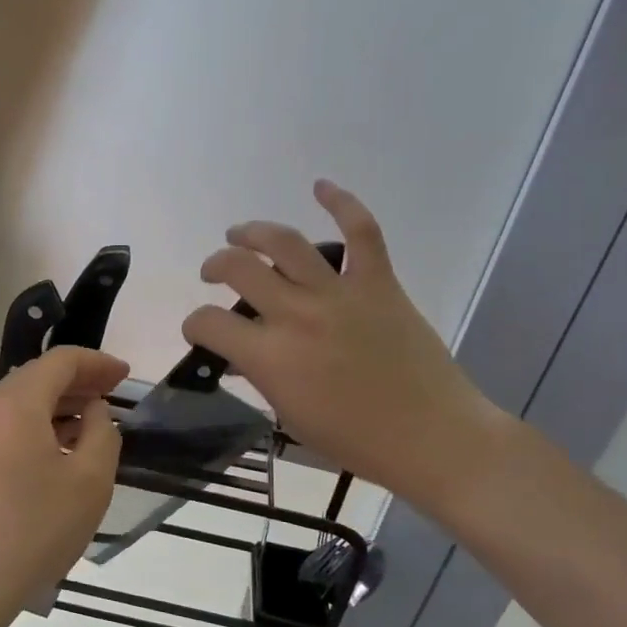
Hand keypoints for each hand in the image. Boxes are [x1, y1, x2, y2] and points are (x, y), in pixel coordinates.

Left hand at [0, 345, 129, 625]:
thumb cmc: (34, 529)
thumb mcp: (90, 481)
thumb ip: (103, 433)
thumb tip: (95, 411)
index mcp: (16, 403)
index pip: (61, 361)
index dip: (97, 362)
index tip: (126, 375)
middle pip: (37, 377)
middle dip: (78, 380)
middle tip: (114, 393)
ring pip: (21, 402)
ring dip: (59, 404)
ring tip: (94, 421)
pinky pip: (7, 425)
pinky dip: (38, 425)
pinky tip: (61, 449)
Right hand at [184, 180, 509, 512]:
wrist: (432, 437)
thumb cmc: (356, 440)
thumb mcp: (291, 416)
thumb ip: (261, 378)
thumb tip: (243, 355)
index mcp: (270, 356)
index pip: (209, 323)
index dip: (194, 324)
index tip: (201, 330)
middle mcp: (296, 314)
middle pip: (238, 268)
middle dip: (216, 265)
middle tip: (214, 272)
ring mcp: (338, 293)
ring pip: (284, 242)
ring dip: (253, 232)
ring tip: (241, 234)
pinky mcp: (378, 283)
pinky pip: (361, 232)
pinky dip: (341, 202)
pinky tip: (320, 186)